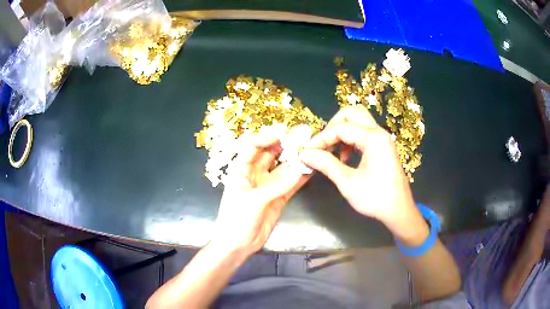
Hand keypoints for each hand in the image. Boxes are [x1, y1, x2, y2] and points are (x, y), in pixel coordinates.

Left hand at [212, 127, 309, 255]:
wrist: (238, 245)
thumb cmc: (236, 220)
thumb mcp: (254, 201)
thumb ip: (276, 186)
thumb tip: (300, 169)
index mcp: (241, 169)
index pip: (252, 146)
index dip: (267, 137)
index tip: (284, 132)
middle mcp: (255, 173)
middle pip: (270, 154)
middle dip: (285, 145)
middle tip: (303, 137)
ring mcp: (268, 185)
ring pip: (283, 168)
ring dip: (296, 160)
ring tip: (312, 149)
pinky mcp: (279, 197)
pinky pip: (291, 183)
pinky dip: (300, 177)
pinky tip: (312, 169)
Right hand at [300, 105, 427, 244]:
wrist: (399, 211)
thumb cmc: (375, 198)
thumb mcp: (347, 182)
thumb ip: (326, 164)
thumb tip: (305, 154)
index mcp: (373, 139)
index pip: (340, 128)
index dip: (321, 139)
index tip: (307, 151)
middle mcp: (379, 133)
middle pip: (351, 113)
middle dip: (333, 125)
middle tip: (322, 144)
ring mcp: (382, 139)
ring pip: (358, 121)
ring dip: (342, 131)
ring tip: (332, 151)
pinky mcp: (382, 146)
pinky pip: (363, 132)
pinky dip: (350, 138)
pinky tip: (345, 157)